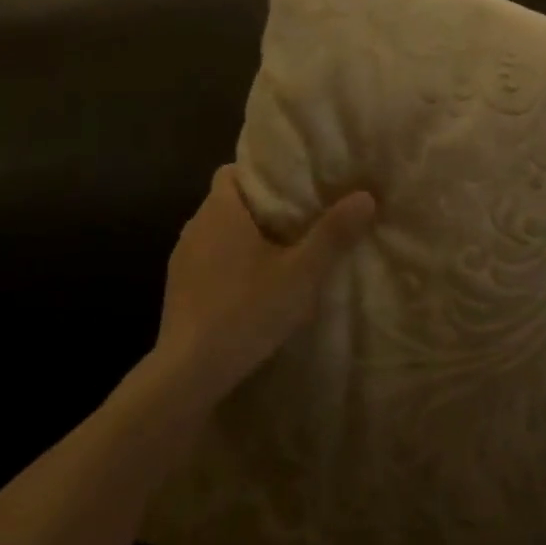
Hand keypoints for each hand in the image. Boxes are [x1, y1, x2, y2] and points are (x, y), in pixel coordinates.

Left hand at [156, 167, 376, 404]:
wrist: (188, 374)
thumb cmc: (245, 311)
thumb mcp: (301, 274)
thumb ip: (333, 234)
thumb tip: (366, 195)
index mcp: (220, 210)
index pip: (235, 170)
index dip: (263, 173)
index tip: (294, 184)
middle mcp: (196, 226)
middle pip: (230, 201)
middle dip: (262, 207)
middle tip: (301, 217)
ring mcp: (182, 259)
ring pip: (219, 233)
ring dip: (246, 238)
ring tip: (282, 253)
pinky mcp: (179, 290)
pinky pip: (208, 262)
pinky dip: (230, 265)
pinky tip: (253, 289)